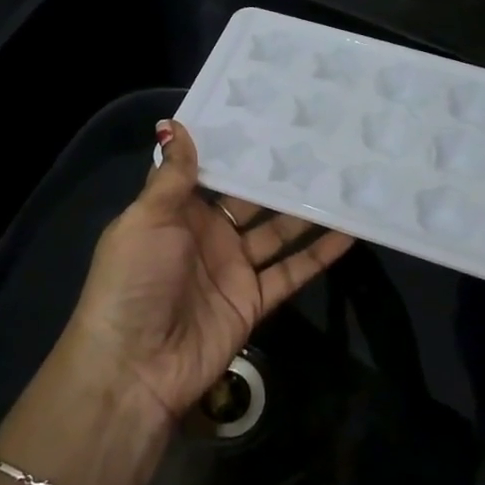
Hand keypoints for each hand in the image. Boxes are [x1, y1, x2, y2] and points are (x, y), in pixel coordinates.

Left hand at [64, 120, 353, 420]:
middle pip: (250, 201)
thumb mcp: (146, 219)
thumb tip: (174, 122)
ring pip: (278, 232)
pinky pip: (292, 271)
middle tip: (320, 143)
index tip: (270, 118)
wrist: (136, 366)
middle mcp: (207, 235)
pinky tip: (350, 231)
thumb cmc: (134, 281)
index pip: (211, 172)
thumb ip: (172, 176)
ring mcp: (233, 268)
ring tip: (343, 179)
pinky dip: (320, 254)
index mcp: (176, 212)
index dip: (236, 149)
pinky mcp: (255, 300)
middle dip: (279, 177)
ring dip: (307, 211)